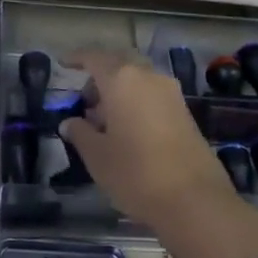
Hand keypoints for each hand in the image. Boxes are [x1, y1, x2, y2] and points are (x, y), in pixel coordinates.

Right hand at [61, 50, 257, 257]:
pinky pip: (153, 95)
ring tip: (104, 122)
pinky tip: (128, 130)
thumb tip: (70, 122)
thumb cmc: (135, 173)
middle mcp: (149, 77)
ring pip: (139, 79)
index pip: (94, 57)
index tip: (63, 64)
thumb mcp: (97, 156)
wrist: (194, 200)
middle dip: (100, 77)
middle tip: (85, 101)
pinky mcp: (185, 112)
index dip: (77, 59)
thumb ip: (80, 133)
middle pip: (120, 64)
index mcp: (123, 80)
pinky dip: (136, 102)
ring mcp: (171, 93)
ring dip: (119, 91)